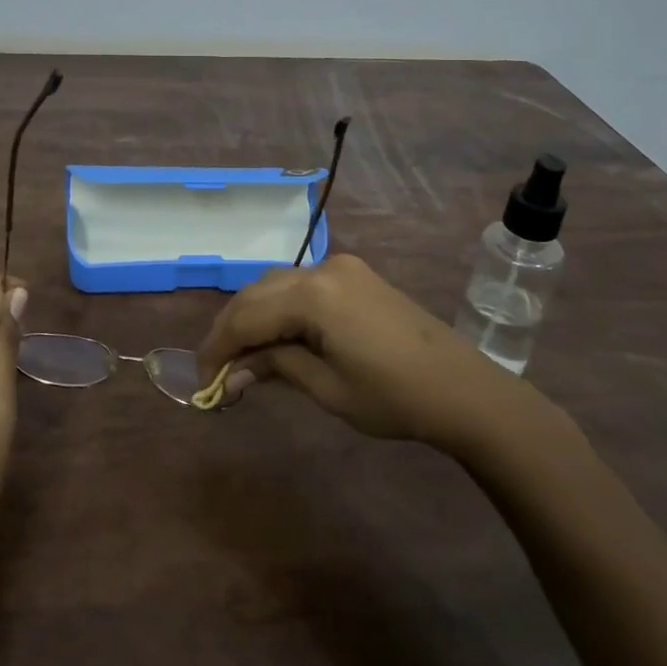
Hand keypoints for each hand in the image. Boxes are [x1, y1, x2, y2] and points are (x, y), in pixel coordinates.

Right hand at [195, 254, 521, 450]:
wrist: (464, 389)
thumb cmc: (394, 397)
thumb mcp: (327, 388)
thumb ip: (275, 367)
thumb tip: (232, 373)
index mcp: (314, 295)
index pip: (246, 315)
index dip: (218, 347)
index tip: (203, 380)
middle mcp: (323, 269)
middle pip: (257, 293)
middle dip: (231, 329)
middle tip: (216, 370)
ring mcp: (342, 268)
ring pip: (277, 285)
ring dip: (254, 316)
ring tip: (242, 357)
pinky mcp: (356, 275)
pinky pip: (302, 286)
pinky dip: (281, 308)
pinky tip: (276, 337)